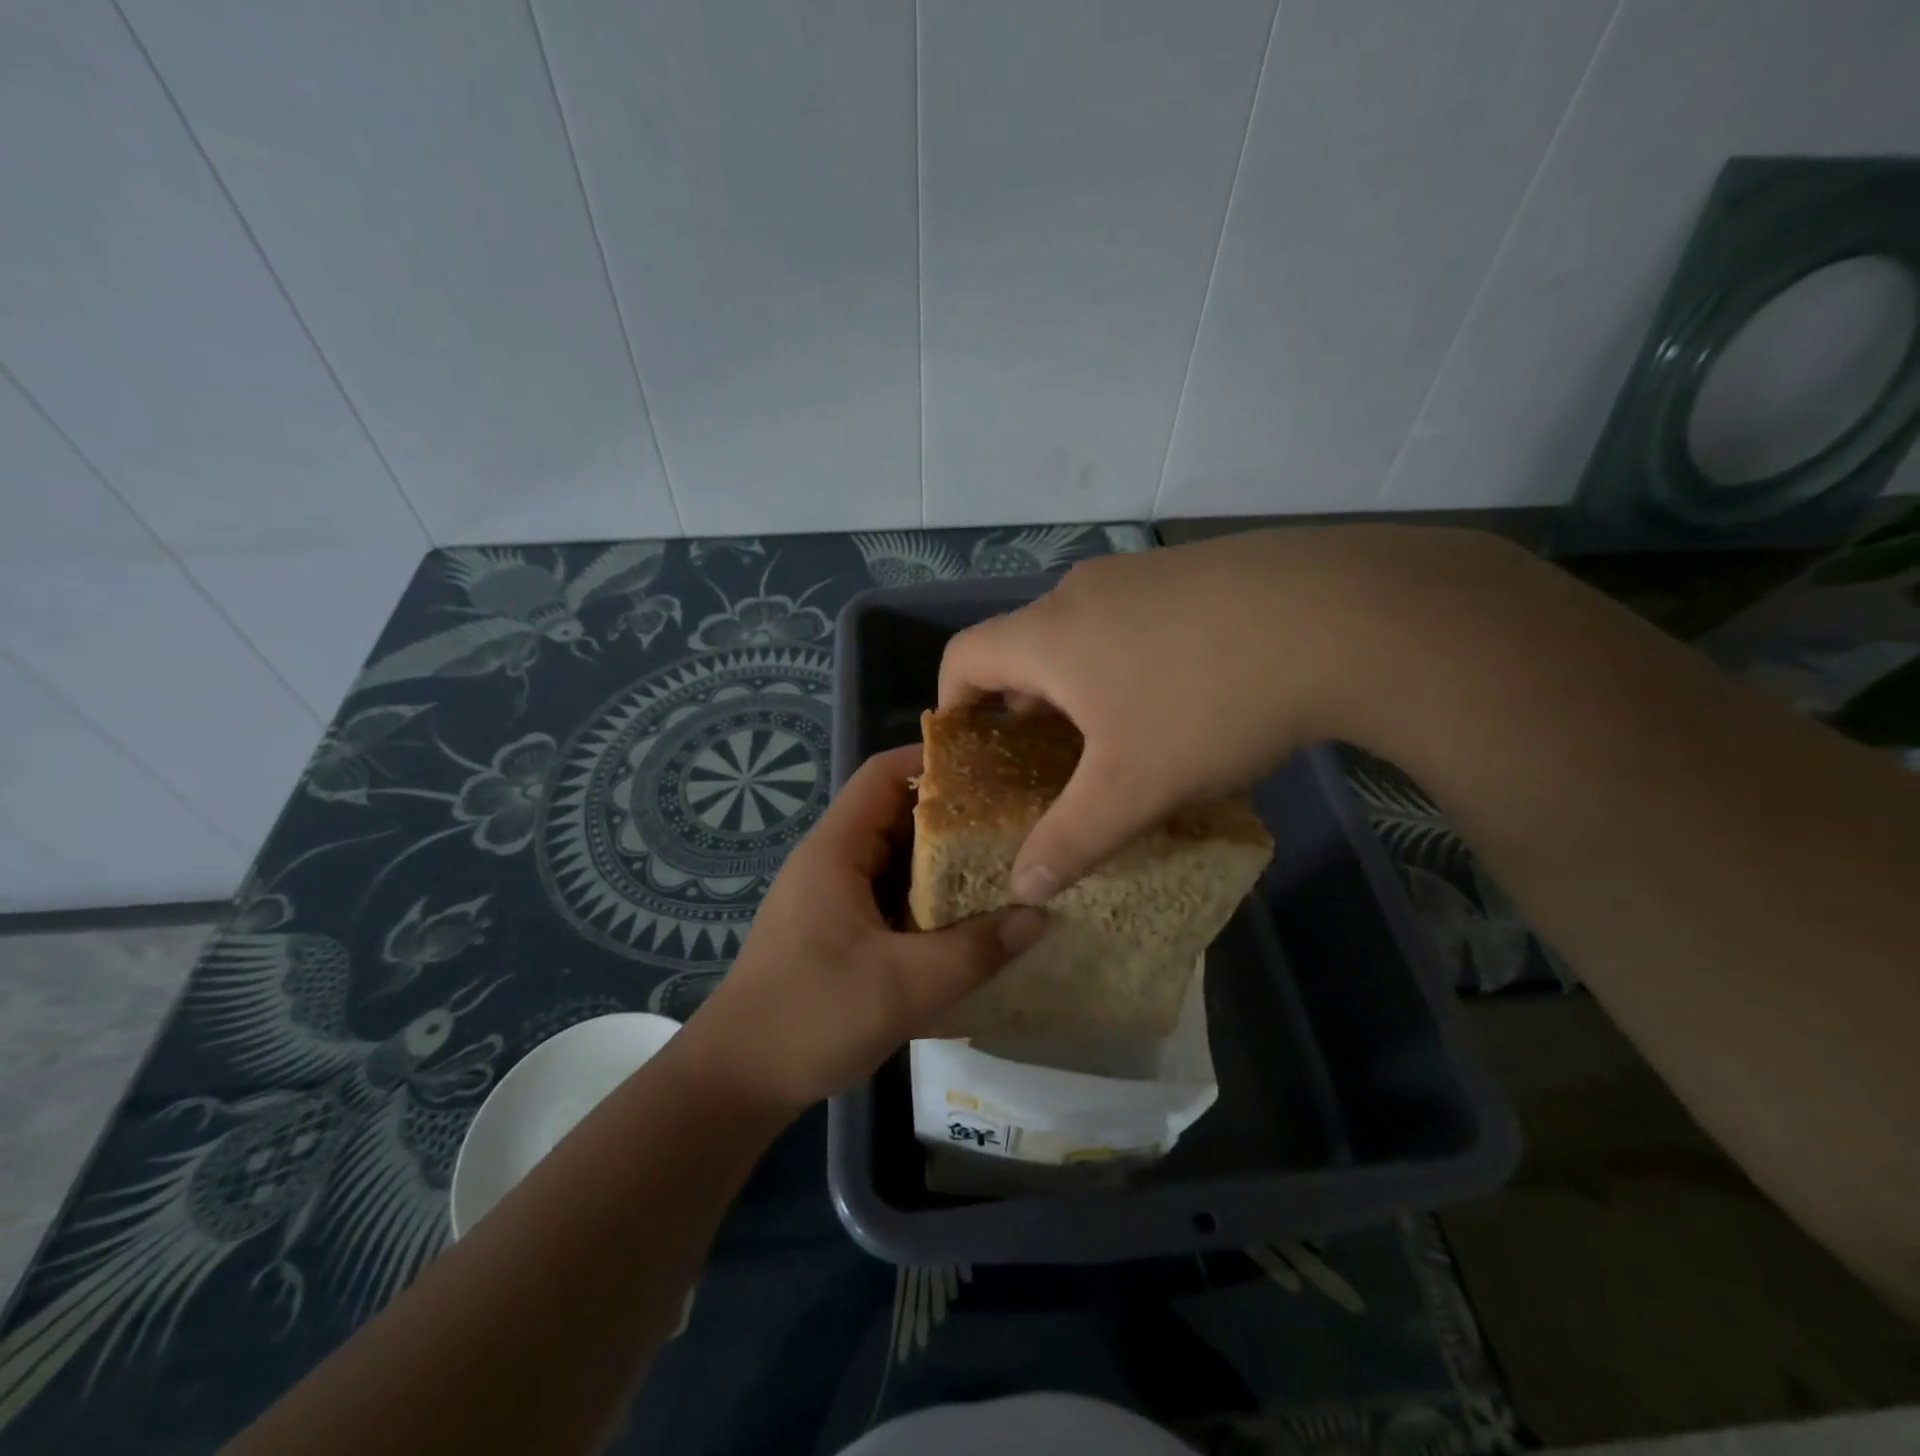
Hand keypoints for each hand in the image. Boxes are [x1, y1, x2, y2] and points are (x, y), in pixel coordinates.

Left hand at [675, 746, 1048, 1114]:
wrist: (735, 1081)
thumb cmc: (810, 1018)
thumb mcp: (903, 986)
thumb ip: (975, 950)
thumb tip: (1040, 916)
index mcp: (836, 851)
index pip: (883, 774)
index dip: (933, 761)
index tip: (992, 768)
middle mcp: (831, 861)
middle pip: (895, 814)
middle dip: (952, 815)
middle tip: (1014, 822)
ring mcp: (832, 896)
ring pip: (895, 859)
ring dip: (942, 862)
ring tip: (1003, 864)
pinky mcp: (837, 929)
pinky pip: (889, 895)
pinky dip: (926, 898)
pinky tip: (967, 917)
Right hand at [938, 526, 1528, 897]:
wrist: (1342, 617)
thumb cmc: (1207, 702)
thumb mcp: (1132, 788)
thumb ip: (1070, 840)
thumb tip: (1023, 887)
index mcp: (1049, 634)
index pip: (963, 657)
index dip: (952, 705)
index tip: (971, 751)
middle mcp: (1084, 592)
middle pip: (1025, 648)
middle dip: (1026, 708)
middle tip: (1052, 763)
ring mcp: (1143, 574)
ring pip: (1084, 634)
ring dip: (1083, 686)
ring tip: (1121, 737)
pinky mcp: (1196, 570)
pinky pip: (1136, 620)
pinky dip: (1131, 661)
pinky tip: (1185, 698)